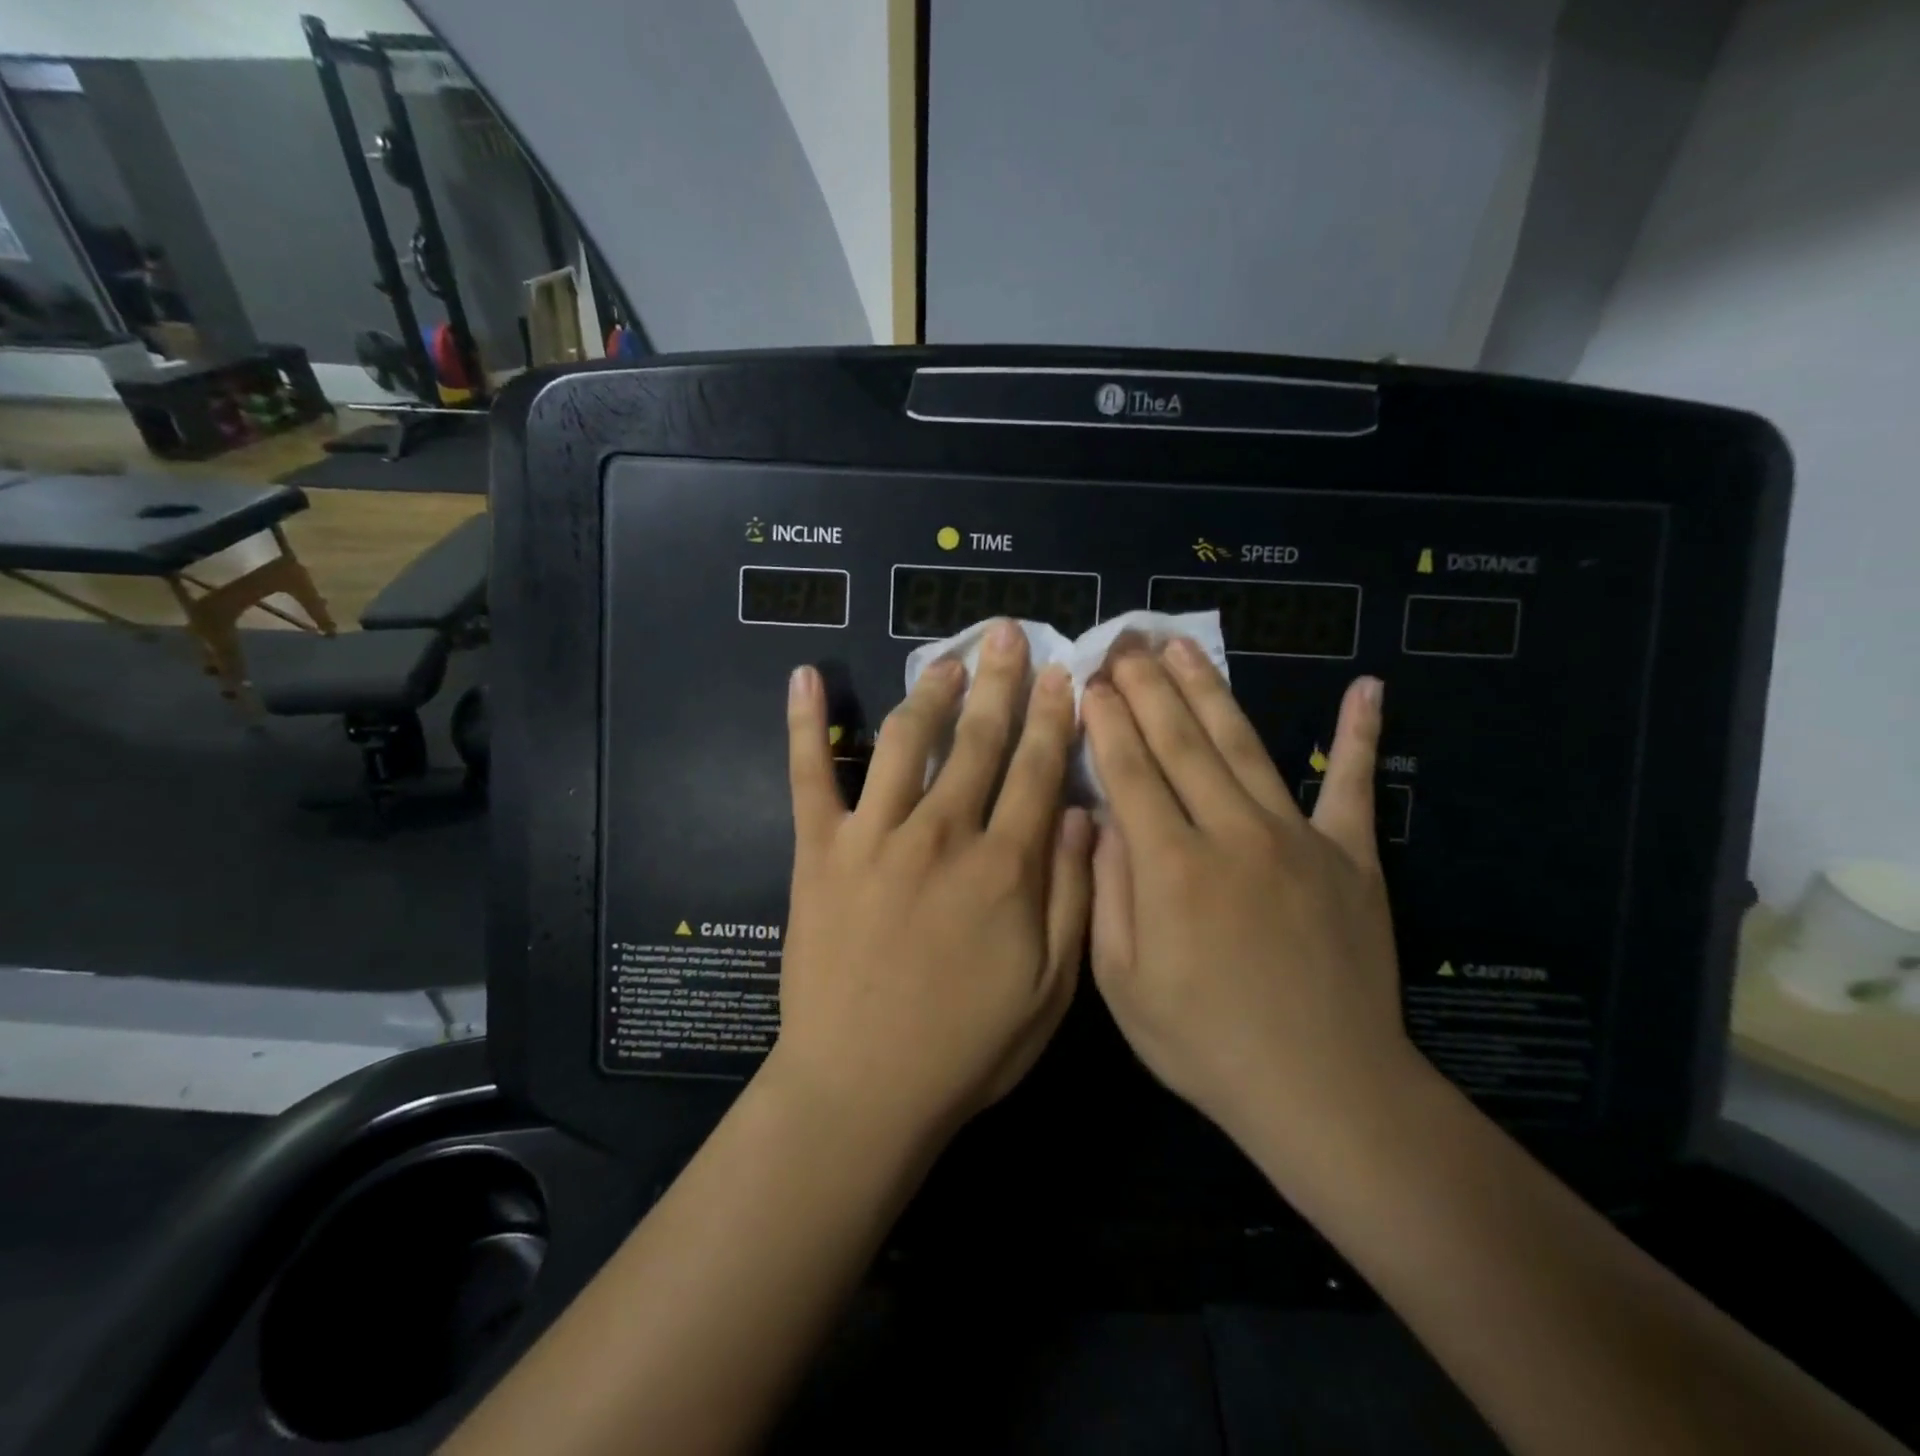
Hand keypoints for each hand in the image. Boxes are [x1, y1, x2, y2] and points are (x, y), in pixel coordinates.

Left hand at [772, 619, 1093, 1144]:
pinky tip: (805, 677)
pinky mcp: (819, 852)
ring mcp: (873, 837)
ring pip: (904, 741)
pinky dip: (805, 724)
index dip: (1052, 716)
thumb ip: (1072, 893)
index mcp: (1004, 865)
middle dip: (998, 682)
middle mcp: (941, 834)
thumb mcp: (1052, 987)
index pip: (1036, 769)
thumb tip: (1084, 812)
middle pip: (976, 740)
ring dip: (928, 692)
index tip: (1061, 674)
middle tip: (1006, 633)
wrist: (863, 1089)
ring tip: (946, 658)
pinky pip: (810, 776)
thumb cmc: (968, 1047)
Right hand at [1082, 640, 1413, 1151]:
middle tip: (1126, 643)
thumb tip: (1102, 818)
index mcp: (1170, 867)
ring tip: (1183, 648)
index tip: (1091, 680)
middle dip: (1147, 687)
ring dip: (1210, 691)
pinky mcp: (1350, 857)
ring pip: (1244, 745)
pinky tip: (1366, 688)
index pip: (1131, 771)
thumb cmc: (1205, 1043)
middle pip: (1181, 742)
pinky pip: (1353, 784)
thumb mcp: (1122, 984)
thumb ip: (1108, 892)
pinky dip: (1359, 734)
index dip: (1108, 721)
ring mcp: (1297, 838)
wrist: (1324, 1090)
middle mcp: (1231, 834)